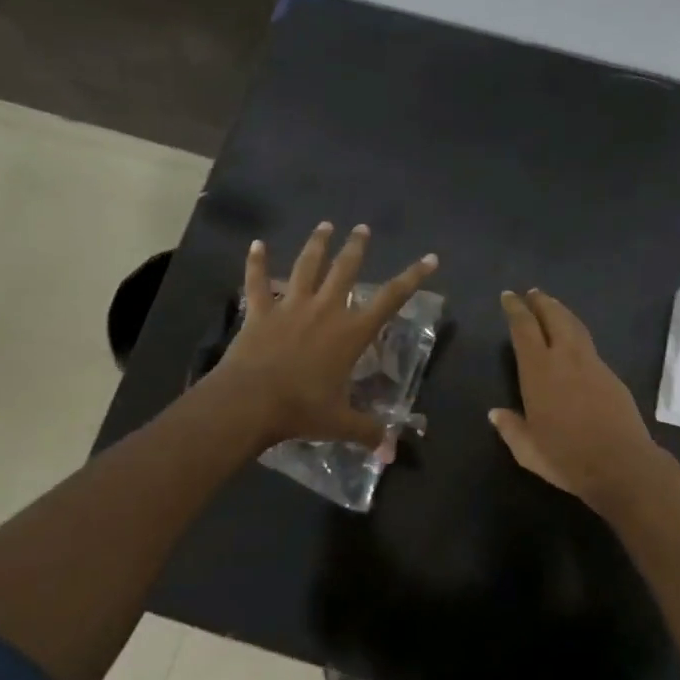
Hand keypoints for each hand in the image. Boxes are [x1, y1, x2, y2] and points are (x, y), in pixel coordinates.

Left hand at [205, 222, 437, 448]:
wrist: (249, 402)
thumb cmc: (301, 409)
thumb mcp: (340, 423)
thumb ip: (369, 432)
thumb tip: (392, 453)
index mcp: (351, 332)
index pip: (391, 299)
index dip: (413, 277)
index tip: (430, 258)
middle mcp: (325, 310)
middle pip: (345, 270)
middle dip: (356, 247)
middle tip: (362, 229)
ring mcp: (291, 307)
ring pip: (307, 266)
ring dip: (316, 244)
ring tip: (324, 225)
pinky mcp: (260, 312)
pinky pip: (257, 282)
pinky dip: (257, 262)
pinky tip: (257, 244)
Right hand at [490, 289, 663, 509]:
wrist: (621, 464)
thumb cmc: (567, 458)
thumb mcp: (528, 451)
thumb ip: (511, 428)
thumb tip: (496, 413)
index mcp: (538, 371)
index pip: (524, 329)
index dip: (515, 309)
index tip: (509, 296)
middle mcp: (565, 358)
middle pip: (553, 317)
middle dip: (540, 302)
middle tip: (531, 293)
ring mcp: (592, 363)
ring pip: (575, 326)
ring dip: (561, 312)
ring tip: (551, 306)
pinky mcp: (611, 374)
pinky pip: (589, 344)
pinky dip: (577, 332)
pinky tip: (574, 341)